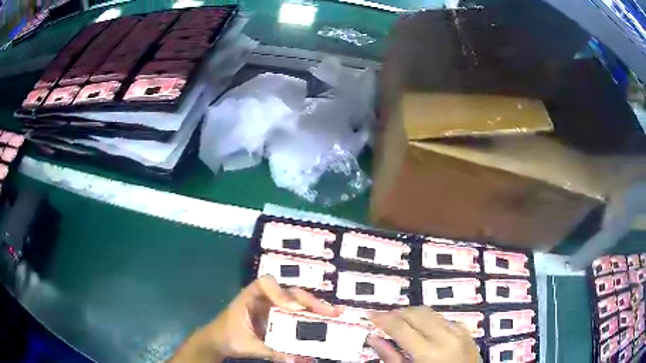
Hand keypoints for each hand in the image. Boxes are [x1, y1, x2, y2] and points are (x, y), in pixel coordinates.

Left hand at [169, 275, 339, 362]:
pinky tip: (324, 322)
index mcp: (249, 297)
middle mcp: (264, 299)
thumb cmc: (227, 337)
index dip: (280, 293)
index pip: (265, 284)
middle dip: (311, 302)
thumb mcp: (248, 346)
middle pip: (289, 293)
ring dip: (315, 308)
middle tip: (331, 312)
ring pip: (296, 301)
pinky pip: (296, 314)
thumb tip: (296, 360)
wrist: (218, 341)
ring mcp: (272, 307)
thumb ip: (271, 352)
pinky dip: (310, 317)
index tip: (293, 308)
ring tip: (335, 314)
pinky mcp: (278, 317)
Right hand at [368, 307, 479, 362]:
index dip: (383, 318)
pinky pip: (444, 319)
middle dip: (398, 313)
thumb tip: (374, 338)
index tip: (370, 314)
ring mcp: (459, 332)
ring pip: (431, 312)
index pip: (401, 327)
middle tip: (384, 318)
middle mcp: (446, 337)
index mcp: (429, 352)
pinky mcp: (466, 332)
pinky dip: (429, 320)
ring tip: (400, 322)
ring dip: (413, 314)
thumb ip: (391, 358)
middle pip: (417, 313)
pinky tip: (423, 329)